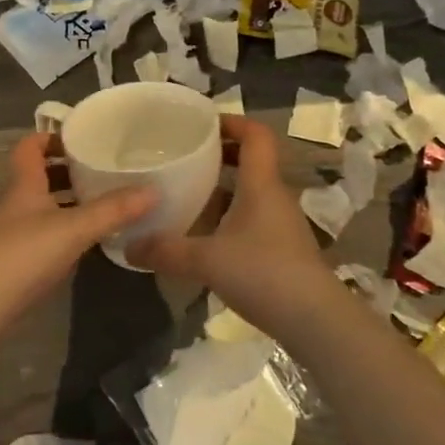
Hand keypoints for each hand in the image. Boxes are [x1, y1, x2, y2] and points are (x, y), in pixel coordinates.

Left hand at [0, 132, 154, 333]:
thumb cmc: (24, 252)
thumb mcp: (74, 228)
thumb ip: (113, 210)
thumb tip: (154, 190)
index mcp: (24, 182)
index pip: (30, 145)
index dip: (51, 137)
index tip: (81, 138)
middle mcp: (16, 200)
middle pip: (39, 174)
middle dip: (67, 169)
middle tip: (101, 169)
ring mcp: (13, 231)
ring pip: (42, 204)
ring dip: (67, 200)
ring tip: (102, 201)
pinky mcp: (16, 258)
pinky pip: (44, 231)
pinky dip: (64, 228)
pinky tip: (87, 239)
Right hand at [127, 116, 335, 336]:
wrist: (316, 322)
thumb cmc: (263, 273)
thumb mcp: (206, 260)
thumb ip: (166, 251)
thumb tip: (128, 247)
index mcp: (261, 184)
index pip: (256, 135)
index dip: (232, 122)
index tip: (203, 124)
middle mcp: (274, 196)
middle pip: (252, 160)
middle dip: (221, 154)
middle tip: (187, 157)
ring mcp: (282, 224)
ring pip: (251, 192)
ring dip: (224, 188)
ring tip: (189, 194)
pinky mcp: (283, 249)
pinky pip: (253, 218)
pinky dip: (230, 217)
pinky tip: (207, 236)